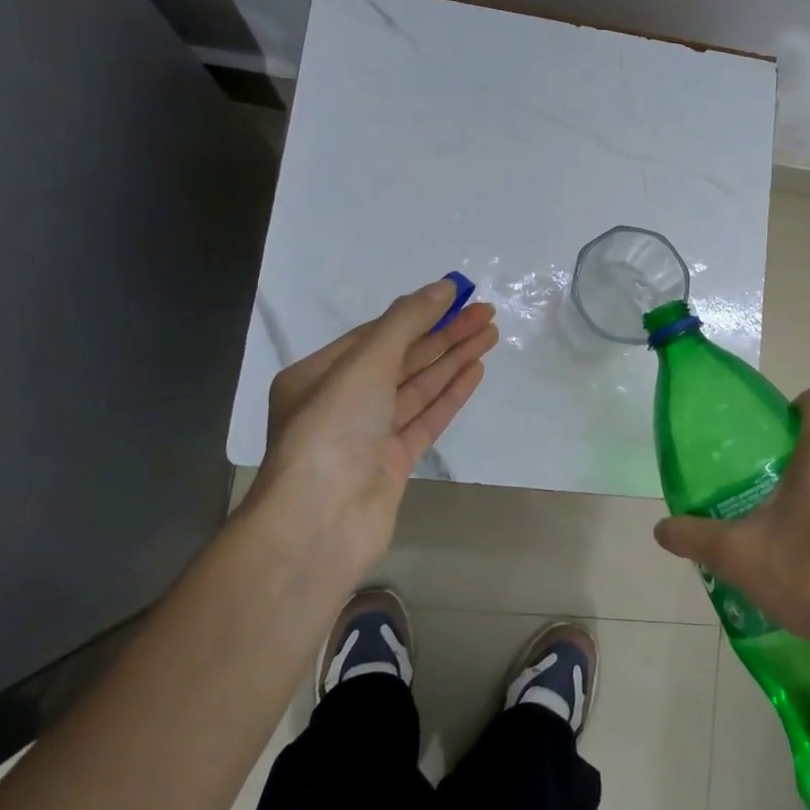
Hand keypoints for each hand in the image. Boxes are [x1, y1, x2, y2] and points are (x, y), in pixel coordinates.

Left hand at [247, 279, 496, 576]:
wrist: (320, 522)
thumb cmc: (333, 430)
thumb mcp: (365, 364)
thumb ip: (406, 323)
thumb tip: (444, 287)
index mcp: (319, 375)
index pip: (376, 335)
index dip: (419, 313)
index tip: (458, 296)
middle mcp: (342, 402)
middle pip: (402, 359)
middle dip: (444, 335)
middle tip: (487, 314)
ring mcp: (369, 435)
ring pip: (418, 388)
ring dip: (452, 360)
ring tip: (490, 334)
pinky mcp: (393, 463)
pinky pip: (426, 419)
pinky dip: (450, 394)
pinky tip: (475, 371)